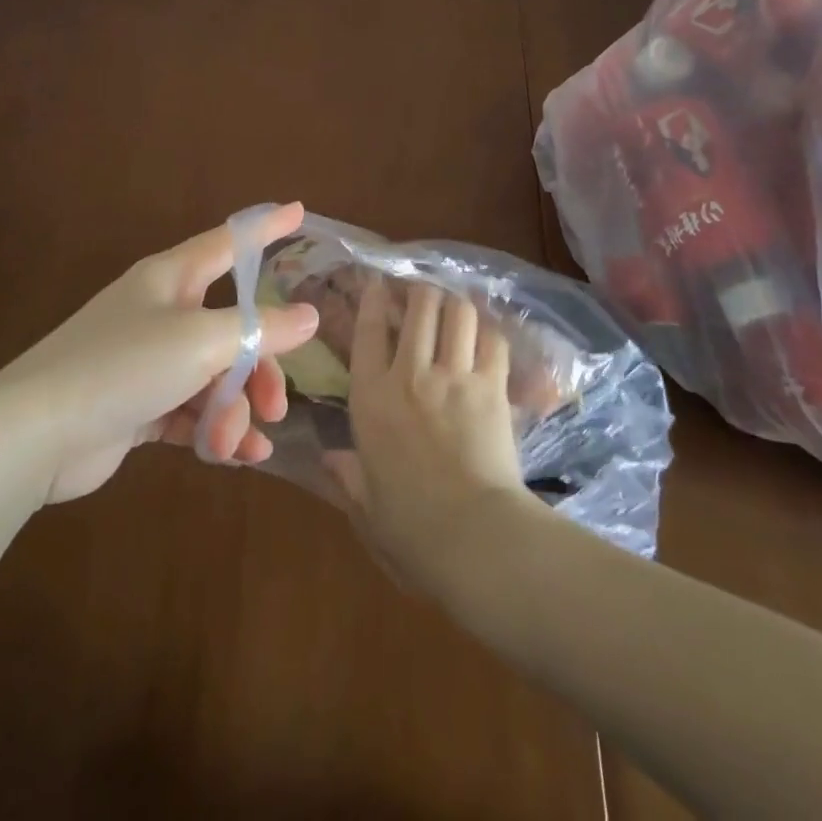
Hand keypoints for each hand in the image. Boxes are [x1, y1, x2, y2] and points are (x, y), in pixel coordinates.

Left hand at [0, 202, 320, 503]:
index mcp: (171, 278)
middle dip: (260, 366)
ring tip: (240, 442)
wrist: (34, 435)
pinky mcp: (137, 405)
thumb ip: (260, 329)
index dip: (266, 228)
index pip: (229, 242)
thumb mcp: (201, 341)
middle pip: (232, 326)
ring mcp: (147, 360)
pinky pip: (191, 410)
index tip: (300, 212)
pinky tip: (236, 456)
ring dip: (235, 409)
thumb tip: (309, 316)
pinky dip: (213, 430)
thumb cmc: (122, 366)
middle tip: (277, 403)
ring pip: (214, 375)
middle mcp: (161, 312)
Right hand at [328, 277, 531, 592]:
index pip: (367, 331)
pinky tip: (486, 332)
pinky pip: (493, 340)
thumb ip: (347, 476)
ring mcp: (454, 376)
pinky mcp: (492, 386)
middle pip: (419, 307)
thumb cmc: (410, 528)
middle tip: (423, 292)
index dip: (373, 299)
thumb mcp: (366, 505)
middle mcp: (410, 375)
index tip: (378, 283)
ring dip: (455, 302)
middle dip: (421, 291)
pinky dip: (489, 330)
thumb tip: (328, 459)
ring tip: (454, 304)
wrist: (473, 537)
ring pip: (457, 312)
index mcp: (371, 399)